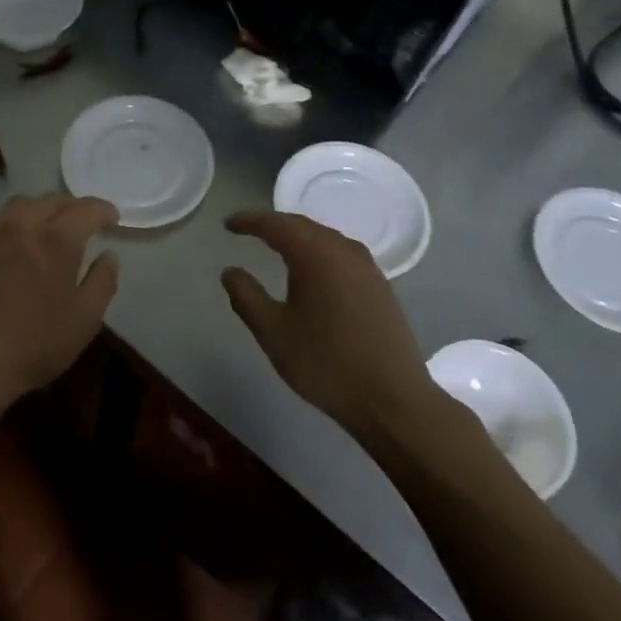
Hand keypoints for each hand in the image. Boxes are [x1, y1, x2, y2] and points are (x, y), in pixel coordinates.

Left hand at [0, 194, 120, 412]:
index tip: (112, 218)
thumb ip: (102, 282)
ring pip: (18, 205)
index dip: (103, 210)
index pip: (87, 209)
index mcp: (57, 240)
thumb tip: (109, 255)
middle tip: (82, 222)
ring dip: (38, 210)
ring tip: (44, 226)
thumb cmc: (33, 346)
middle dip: (72, 207)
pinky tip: (3, 241)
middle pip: (51, 200)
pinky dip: (3, 224)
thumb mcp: (84, 321)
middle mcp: (23, 225)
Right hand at [222, 211, 439, 434]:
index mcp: (316, 255)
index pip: (276, 225)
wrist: (392, 399)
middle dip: (273, 225)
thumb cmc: (325, 363)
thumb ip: (246, 297)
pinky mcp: (380, 285)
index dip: (250, 221)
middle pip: (303, 225)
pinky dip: (318, 251)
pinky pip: (341, 253)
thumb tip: (230, 272)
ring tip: (276, 245)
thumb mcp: (273, 332)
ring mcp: (367, 267)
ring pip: (325, 238)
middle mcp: (344, 251)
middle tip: (248, 230)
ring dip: (298, 236)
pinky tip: (312, 269)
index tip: (228, 224)